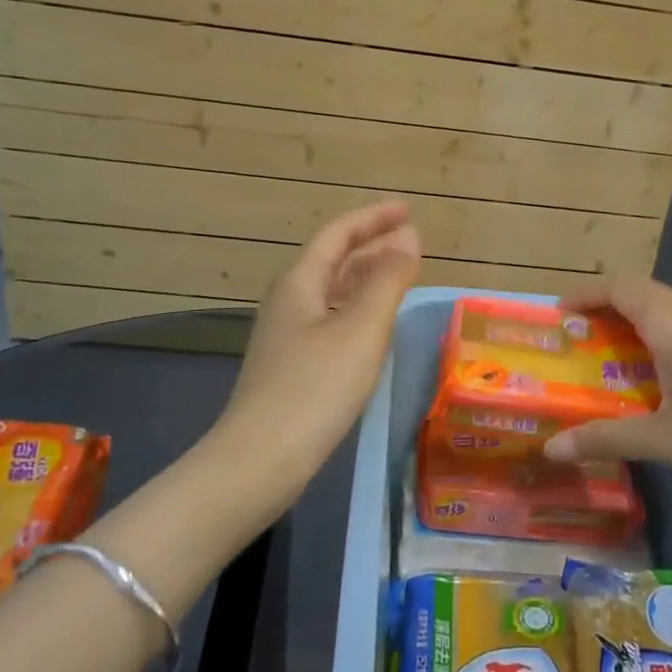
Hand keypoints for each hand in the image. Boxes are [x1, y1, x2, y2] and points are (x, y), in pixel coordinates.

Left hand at [215, 201, 421, 493]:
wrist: (259, 461)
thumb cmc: (314, 388)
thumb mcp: (360, 329)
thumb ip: (387, 280)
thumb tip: (409, 237)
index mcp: (300, 283)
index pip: (338, 234)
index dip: (373, 218)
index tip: (407, 209)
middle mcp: (290, 302)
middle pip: (333, 261)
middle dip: (372, 246)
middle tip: (412, 243)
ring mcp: (288, 337)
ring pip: (332, 293)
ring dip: (366, 279)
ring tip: (401, 277)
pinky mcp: (293, 367)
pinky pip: (332, 322)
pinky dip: (359, 311)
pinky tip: (376, 329)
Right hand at [541, 279, 671, 498]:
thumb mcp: (667, 439)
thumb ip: (608, 438)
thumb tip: (552, 448)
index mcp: (670, 323)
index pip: (618, 287)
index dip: (584, 294)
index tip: (556, 317)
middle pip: (638, 295)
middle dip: (602, 310)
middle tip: (574, 342)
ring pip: (662, 312)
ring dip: (629, 326)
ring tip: (604, 360)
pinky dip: (653, 341)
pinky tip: (652, 380)